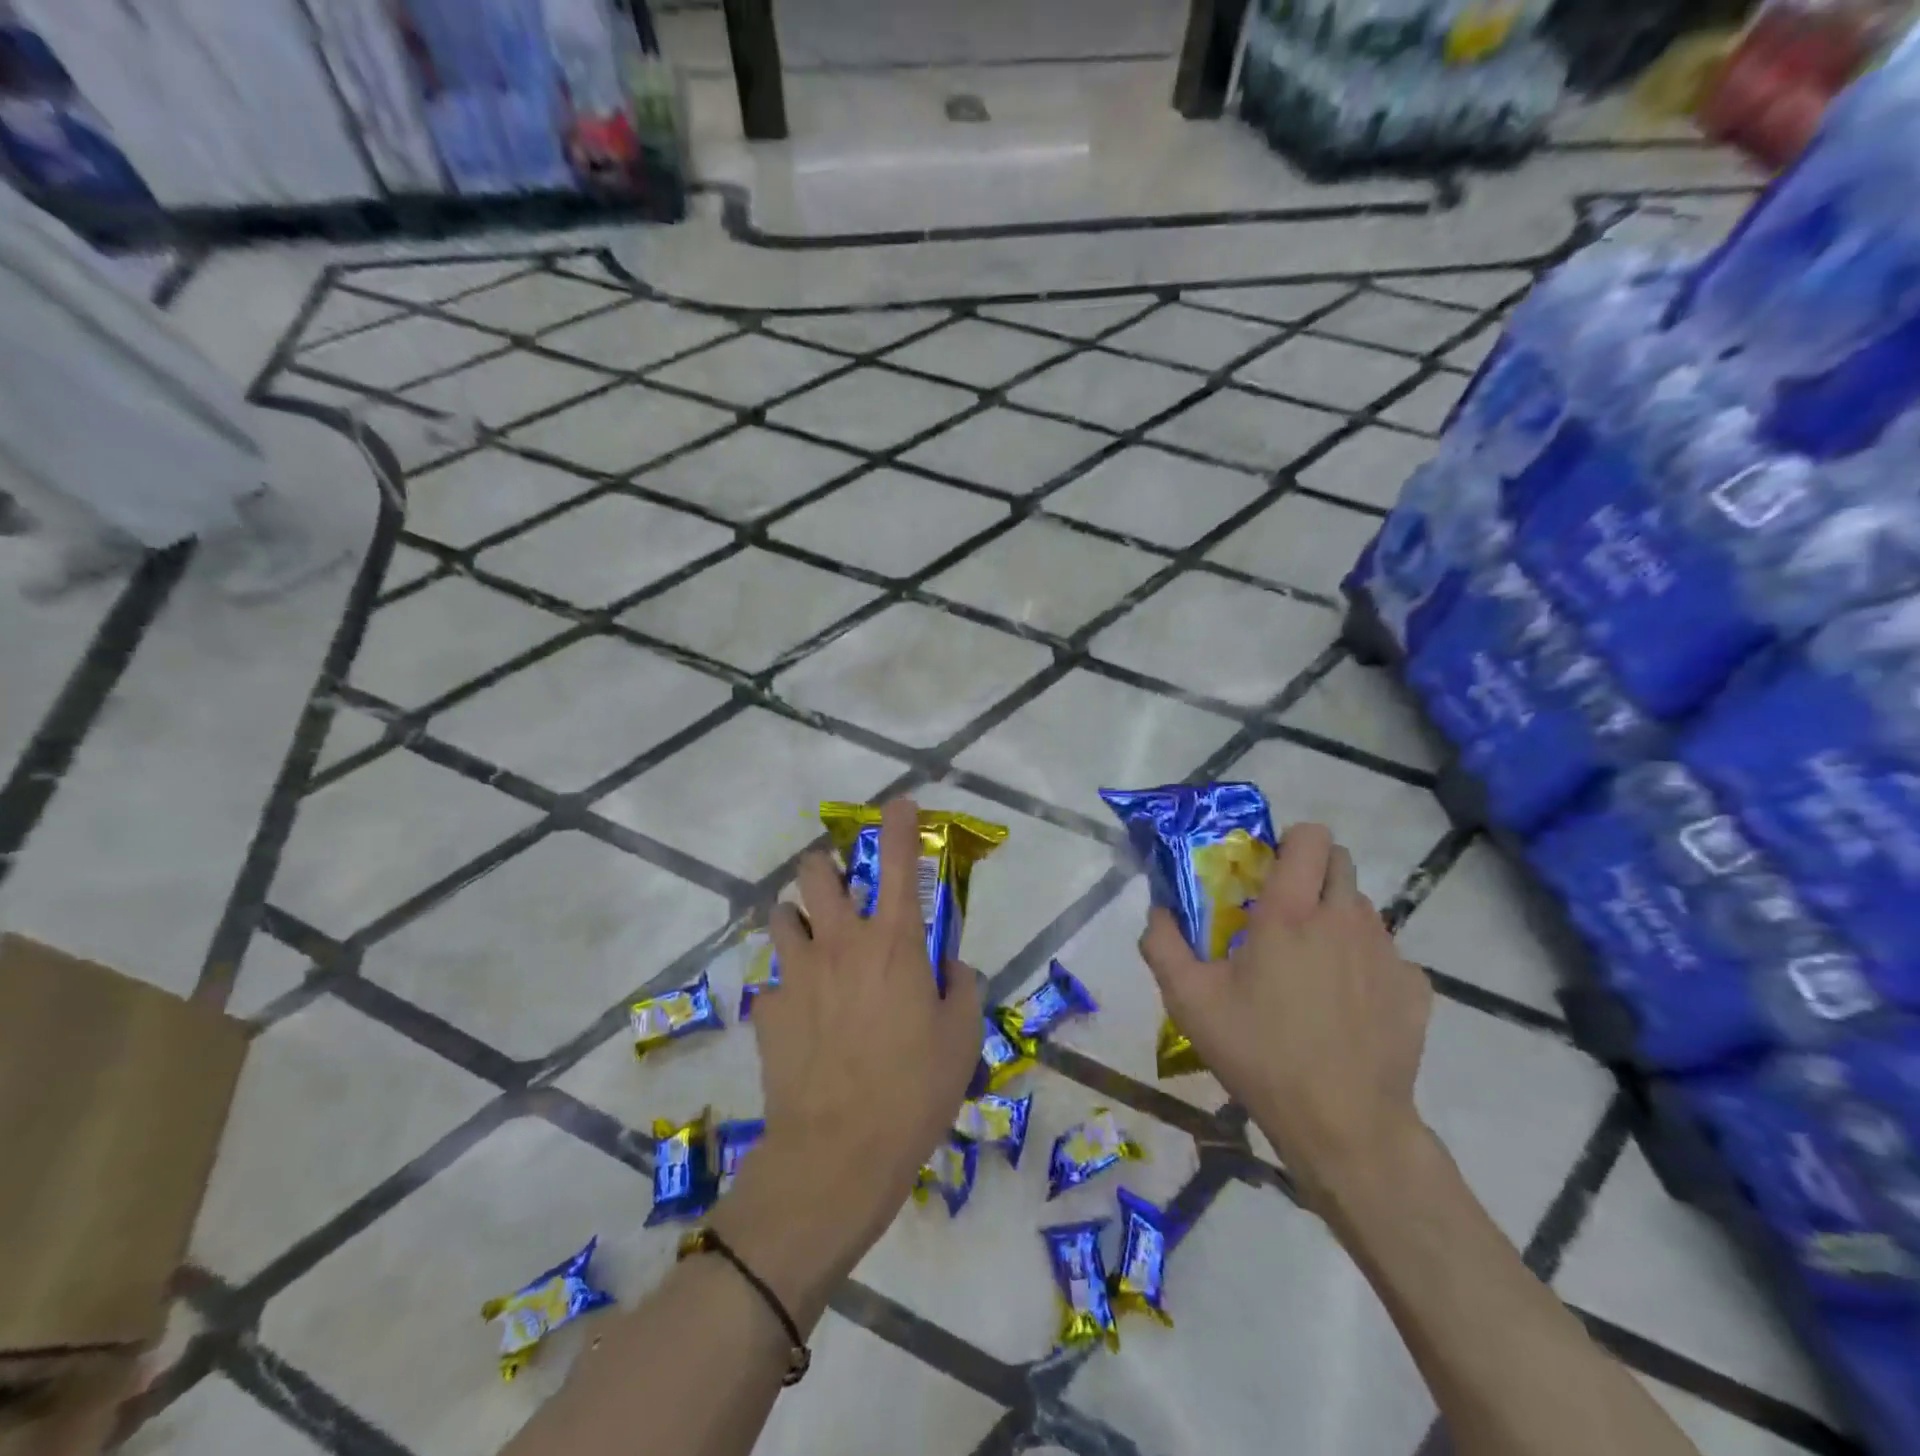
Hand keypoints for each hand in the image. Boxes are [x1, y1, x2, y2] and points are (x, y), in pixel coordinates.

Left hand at [711, 798, 982, 1324]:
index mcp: (894, 942)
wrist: (838, 1153)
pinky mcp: (769, 1006)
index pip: (898, 862)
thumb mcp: (962, 1037)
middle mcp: (841, 942)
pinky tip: (803, 1013)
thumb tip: (950, 966)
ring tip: (813, 942)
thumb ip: (961, 986)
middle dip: (825, 865)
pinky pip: (775, 976)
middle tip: (839, 886)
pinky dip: (789, 980)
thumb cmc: (914, 1090)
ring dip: (799, 917)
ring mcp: (798, 971)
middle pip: (816, 872)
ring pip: (782, 914)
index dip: (899, 824)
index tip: (899, 804)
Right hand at [1139, 823, 1433, 1210]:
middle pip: (1340, 861)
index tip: (1268, 871)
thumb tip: (1158, 909)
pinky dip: (1367, 963)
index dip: (1289, 841)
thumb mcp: (1189, 1001)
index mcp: (1290, 913)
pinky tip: (1348, 1003)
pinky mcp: (1415, 989)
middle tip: (1285, 913)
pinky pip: (1389, 954)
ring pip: (1363, 907)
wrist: (1344, 1125)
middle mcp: (1344, 919)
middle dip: (1312, 872)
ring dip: (1337, 917)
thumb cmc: (1260, 1053)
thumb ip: (1162, 944)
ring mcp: (1387, 953)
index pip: (1309, 837)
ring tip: (1314, 964)